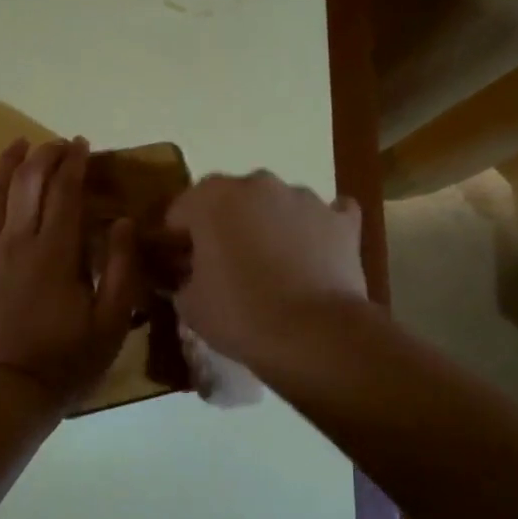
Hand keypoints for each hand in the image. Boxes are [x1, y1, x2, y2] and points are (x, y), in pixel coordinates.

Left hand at [0, 137, 141, 408]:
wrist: (6, 393)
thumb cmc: (65, 361)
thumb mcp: (111, 322)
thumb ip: (122, 269)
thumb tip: (124, 221)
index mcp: (55, 253)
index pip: (64, 193)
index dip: (74, 163)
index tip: (82, 145)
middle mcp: (16, 243)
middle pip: (28, 184)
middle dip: (44, 156)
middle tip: (57, 144)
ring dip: (6, 165)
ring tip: (18, 143)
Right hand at [164, 171, 366, 367]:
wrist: (314, 334)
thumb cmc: (240, 314)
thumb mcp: (189, 304)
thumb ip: (182, 279)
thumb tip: (189, 276)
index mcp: (211, 198)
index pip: (180, 211)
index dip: (176, 240)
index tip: (178, 267)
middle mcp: (257, 184)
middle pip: (229, 201)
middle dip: (223, 227)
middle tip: (223, 268)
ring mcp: (304, 198)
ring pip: (275, 205)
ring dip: (267, 226)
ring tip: (271, 268)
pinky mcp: (341, 220)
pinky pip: (324, 215)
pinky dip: (315, 230)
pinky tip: (312, 254)